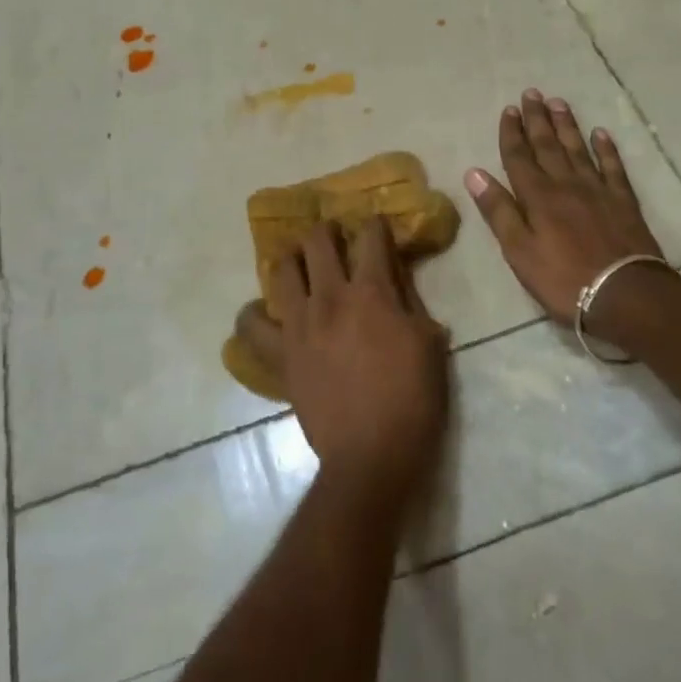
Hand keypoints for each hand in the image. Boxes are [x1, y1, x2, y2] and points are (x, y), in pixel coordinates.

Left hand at [234, 218, 448, 512]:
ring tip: (301, 267)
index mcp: (372, 292)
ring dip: (292, 260)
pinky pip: (251, 325)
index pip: (371, 236)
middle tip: (336, 241)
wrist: (371, 456)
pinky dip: (255, 314)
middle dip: (328, 231)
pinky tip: (266, 314)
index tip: (379, 230)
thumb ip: (409, 303)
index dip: (376, 226)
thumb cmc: (411, 401)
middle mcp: (330, 297)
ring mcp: (298, 324)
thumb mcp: (429, 344)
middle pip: (318, 241)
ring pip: (281, 269)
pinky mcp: (279, 354)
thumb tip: (397, 280)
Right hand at [464, 89, 666, 327]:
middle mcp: (566, 184)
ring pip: (578, 149)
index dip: (512, 133)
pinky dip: (606, 148)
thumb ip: (499, 211)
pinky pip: (613, 166)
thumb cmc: (563, 279)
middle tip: (532, 94)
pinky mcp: (623, 201)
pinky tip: (601, 134)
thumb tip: (475, 173)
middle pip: (548, 146)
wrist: (624, 293)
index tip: (509, 110)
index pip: (519, 157)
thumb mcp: (519, 251)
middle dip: (537, 119)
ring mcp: (598, 190)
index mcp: (537, 197)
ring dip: (566, 125)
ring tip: (558, 102)